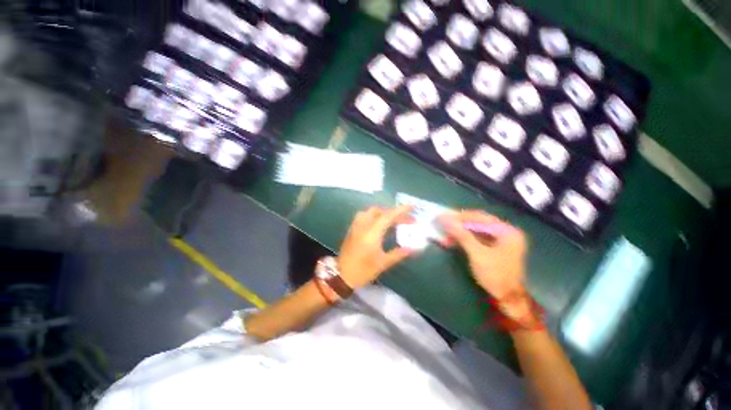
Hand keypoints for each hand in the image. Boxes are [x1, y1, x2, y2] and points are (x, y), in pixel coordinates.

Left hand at [337, 205, 415, 288]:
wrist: (341, 275)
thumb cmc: (363, 270)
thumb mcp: (383, 263)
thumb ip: (398, 254)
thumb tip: (413, 249)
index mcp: (372, 232)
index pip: (388, 216)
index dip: (401, 210)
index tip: (412, 207)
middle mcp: (363, 225)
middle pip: (379, 211)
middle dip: (394, 212)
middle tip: (405, 220)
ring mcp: (356, 226)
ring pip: (370, 211)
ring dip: (383, 212)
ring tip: (393, 220)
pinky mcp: (352, 229)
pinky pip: (364, 215)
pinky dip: (374, 215)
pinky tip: (379, 224)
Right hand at [439, 211, 527, 299]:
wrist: (507, 299)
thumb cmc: (495, 275)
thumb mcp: (477, 254)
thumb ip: (461, 235)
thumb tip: (444, 219)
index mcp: (507, 231)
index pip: (480, 217)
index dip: (460, 216)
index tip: (444, 216)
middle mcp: (505, 232)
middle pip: (478, 222)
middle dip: (459, 223)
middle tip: (442, 222)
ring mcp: (500, 239)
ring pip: (475, 229)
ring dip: (459, 231)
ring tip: (445, 233)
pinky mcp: (493, 247)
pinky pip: (476, 237)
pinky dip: (463, 238)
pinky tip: (452, 239)